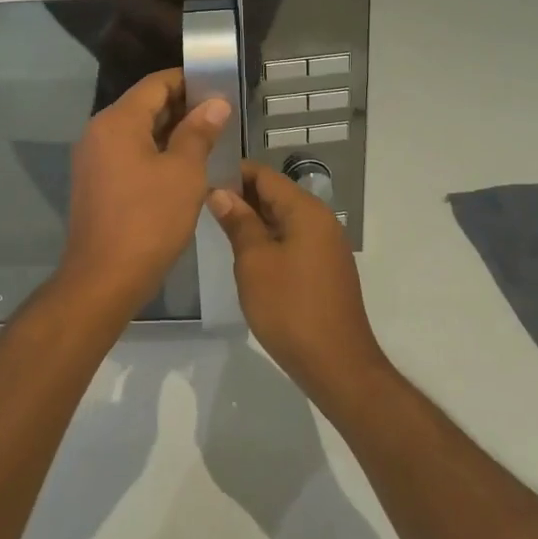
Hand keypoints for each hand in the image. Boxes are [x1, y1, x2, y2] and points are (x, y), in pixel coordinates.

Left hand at [57, 68, 231, 321]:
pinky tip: (182, 167)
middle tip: (221, 117)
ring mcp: (93, 158)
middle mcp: (99, 131)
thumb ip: (199, 132)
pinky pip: (127, 153)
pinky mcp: (95, 181)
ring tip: (208, 140)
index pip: (155, 84)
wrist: (104, 278)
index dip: (188, 81)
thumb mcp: (184, 173)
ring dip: (170, 132)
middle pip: (144, 105)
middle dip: (182, 108)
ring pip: (136, 131)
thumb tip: (216, 103)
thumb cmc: (149, 221)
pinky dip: (154, 152)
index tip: (219, 88)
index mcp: (117, 121)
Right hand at [210, 162, 388, 405]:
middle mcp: (320, 220)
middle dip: (240, 196)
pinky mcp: (324, 269)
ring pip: (282, 218)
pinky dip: (268, 239)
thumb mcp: (254, 262)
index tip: (200, 180)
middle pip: (275, 194)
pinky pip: (292, 240)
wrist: (337, 365)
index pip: (264, 175)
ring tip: (217, 227)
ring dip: (252, 219)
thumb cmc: (290, 308)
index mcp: (306, 210)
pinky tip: (245, 255)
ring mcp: (325, 246)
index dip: (232, 173)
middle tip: (202, 205)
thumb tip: (220, 192)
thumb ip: (238, 222)